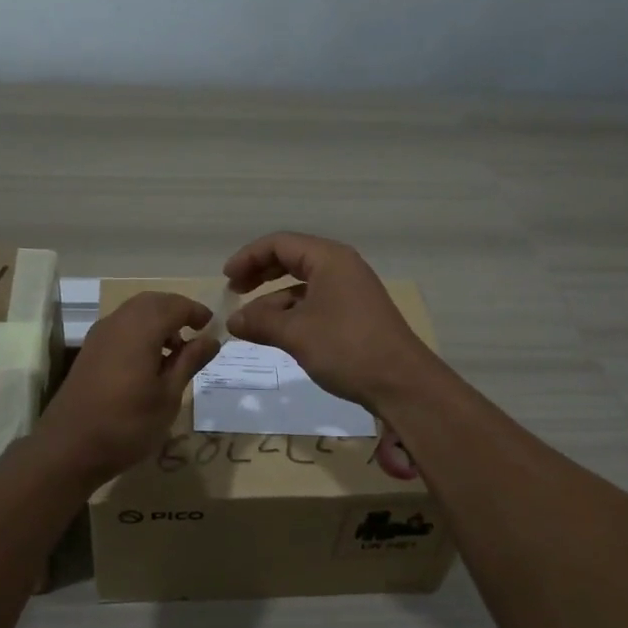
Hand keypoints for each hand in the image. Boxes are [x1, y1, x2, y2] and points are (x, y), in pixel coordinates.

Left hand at [31, 292, 217, 482]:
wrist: (69, 448)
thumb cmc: (127, 424)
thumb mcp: (168, 396)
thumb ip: (190, 361)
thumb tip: (212, 339)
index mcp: (141, 330)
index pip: (174, 305)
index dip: (196, 311)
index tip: (212, 325)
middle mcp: (118, 323)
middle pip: (152, 302)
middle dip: (176, 310)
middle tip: (196, 333)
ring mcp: (99, 335)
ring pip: (134, 312)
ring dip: (157, 321)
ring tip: (175, 351)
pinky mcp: (89, 350)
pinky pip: (121, 326)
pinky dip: (140, 331)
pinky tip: (149, 361)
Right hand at [222, 233, 435, 409]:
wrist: (402, 383)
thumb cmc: (346, 348)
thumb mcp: (296, 333)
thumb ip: (260, 322)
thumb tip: (233, 320)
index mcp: (329, 259)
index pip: (280, 244)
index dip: (248, 257)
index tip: (226, 279)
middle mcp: (340, 267)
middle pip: (291, 259)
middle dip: (260, 274)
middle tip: (235, 291)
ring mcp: (349, 291)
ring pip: (302, 285)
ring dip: (273, 300)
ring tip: (250, 324)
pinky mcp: (354, 315)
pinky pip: (314, 303)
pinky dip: (292, 314)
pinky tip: (276, 334)